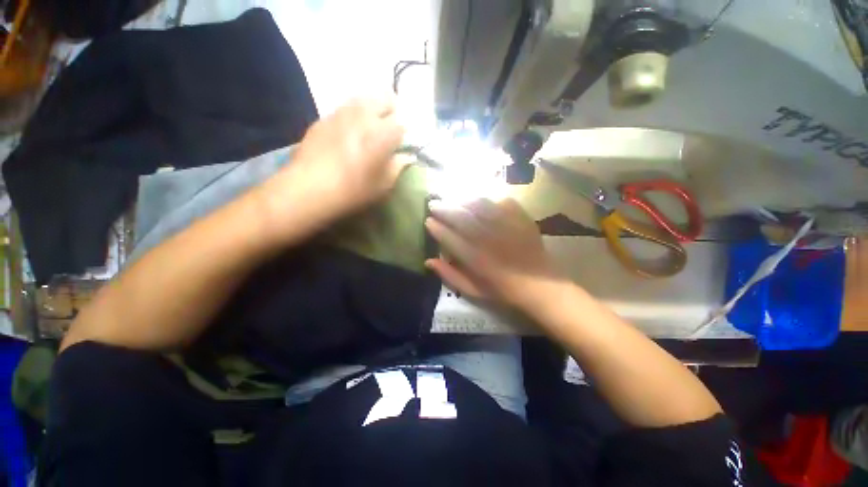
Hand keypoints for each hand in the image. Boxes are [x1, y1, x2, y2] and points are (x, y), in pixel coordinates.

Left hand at [258, 97, 407, 234]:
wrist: (310, 187)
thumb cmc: (354, 189)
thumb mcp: (384, 184)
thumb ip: (398, 166)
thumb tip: (406, 157)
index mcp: (384, 132)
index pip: (402, 123)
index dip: (403, 134)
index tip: (399, 146)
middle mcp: (364, 114)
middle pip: (385, 98)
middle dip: (391, 110)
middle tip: (388, 130)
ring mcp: (342, 112)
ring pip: (364, 99)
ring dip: (372, 110)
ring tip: (368, 130)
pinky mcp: (324, 117)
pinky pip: (344, 109)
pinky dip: (352, 116)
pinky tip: (347, 135)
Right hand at [425, 198, 564, 311]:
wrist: (540, 286)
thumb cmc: (503, 291)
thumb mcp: (473, 291)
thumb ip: (450, 276)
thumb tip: (429, 261)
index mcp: (476, 260)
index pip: (450, 238)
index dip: (436, 228)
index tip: (428, 221)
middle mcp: (489, 240)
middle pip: (462, 218)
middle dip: (444, 209)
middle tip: (434, 203)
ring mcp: (507, 227)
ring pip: (480, 206)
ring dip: (463, 200)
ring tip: (453, 199)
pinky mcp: (522, 219)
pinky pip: (502, 202)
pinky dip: (490, 200)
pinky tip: (482, 202)